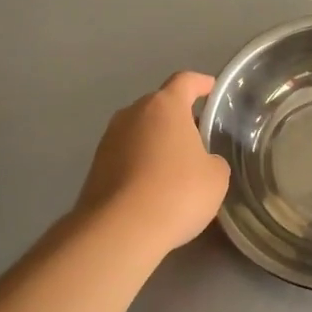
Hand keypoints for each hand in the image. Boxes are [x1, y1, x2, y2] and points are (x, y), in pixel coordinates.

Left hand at [76, 72, 231, 254]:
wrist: (120, 229)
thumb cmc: (177, 192)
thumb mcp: (216, 177)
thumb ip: (212, 160)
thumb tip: (201, 162)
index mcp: (164, 106)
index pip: (185, 81)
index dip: (201, 83)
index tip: (211, 88)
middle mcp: (132, 114)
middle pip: (159, 106)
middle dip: (178, 118)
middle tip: (197, 138)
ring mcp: (109, 139)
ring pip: (140, 131)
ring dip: (157, 142)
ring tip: (176, 166)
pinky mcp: (96, 166)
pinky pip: (126, 155)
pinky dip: (141, 164)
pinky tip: (154, 187)